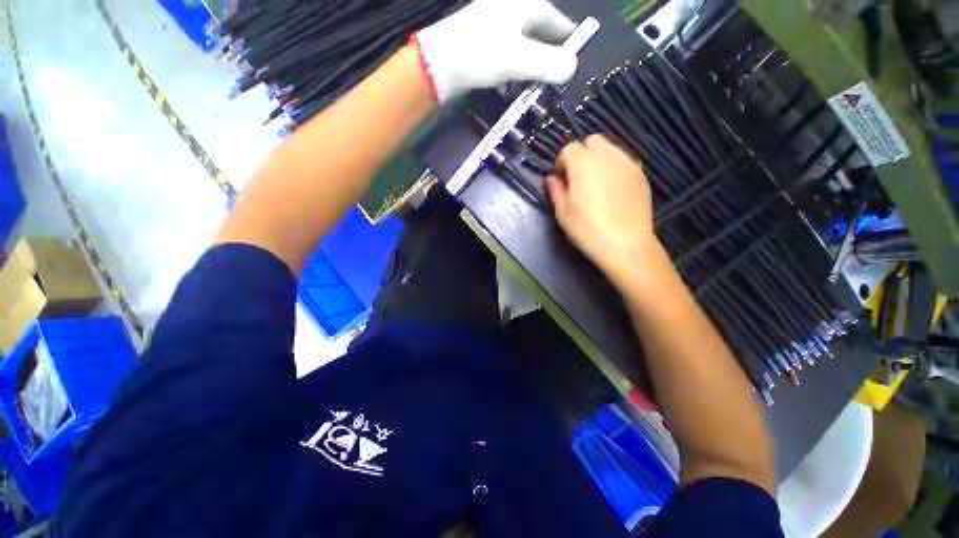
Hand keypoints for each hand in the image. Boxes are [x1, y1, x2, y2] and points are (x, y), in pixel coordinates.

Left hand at [413, 0, 577, 103]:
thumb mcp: (519, 59)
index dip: (568, 40)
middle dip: (548, 59)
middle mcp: (512, 12)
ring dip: (529, 70)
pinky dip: (512, 73)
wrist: (438, 63)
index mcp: (525, 6)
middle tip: (555, 81)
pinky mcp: (483, 46)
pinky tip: (509, 87)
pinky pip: (506, 59)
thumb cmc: (480, 54)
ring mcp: (495, 28)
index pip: (557, 22)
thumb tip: (572, 69)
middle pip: (539, 36)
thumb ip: (549, 64)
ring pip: (522, 50)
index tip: (576, 59)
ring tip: (534, 89)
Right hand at [546, 135, 664, 284]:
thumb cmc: (587, 229)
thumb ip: (556, 190)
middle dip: (582, 153)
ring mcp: (628, 164)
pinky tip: (612, 188)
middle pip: (592, 141)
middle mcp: (607, 156)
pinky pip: (624, 161)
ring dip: (599, 158)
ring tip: (596, 181)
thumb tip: (552, 178)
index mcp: (584, 164)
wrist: (625, 244)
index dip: (562, 161)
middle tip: (578, 176)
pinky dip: (614, 167)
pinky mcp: (641, 175)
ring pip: (610, 148)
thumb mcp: (563, 212)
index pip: (569, 148)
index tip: (561, 178)